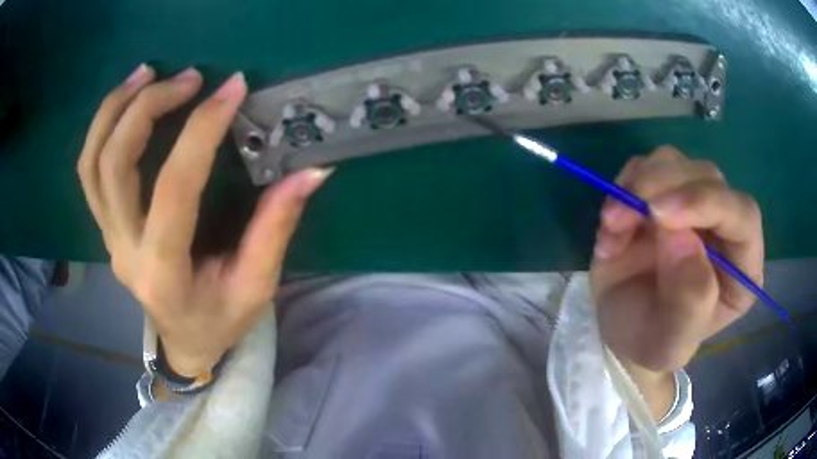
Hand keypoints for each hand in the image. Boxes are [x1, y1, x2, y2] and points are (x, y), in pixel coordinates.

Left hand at [77, 65, 331, 376]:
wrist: (183, 341)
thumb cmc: (220, 320)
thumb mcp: (256, 286)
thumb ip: (276, 228)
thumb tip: (312, 172)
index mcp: (166, 273)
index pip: (175, 189)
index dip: (201, 131)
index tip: (232, 88)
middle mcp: (125, 251)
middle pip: (114, 166)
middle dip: (147, 108)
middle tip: (189, 78)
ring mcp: (108, 238)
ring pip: (92, 163)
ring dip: (114, 109)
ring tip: (147, 73)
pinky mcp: (104, 227)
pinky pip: (89, 171)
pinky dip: (102, 128)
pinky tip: (126, 101)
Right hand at [590, 146, 761, 375]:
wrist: (621, 329)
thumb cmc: (650, 342)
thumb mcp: (667, 344)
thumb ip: (687, 304)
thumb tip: (683, 238)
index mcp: (742, 267)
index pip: (743, 215)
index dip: (707, 203)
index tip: (660, 214)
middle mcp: (724, 227)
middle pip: (707, 177)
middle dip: (662, 189)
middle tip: (620, 218)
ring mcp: (694, 204)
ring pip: (675, 163)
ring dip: (637, 187)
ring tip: (612, 227)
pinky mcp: (664, 192)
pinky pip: (645, 167)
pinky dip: (622, 188)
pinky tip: (612, 226)